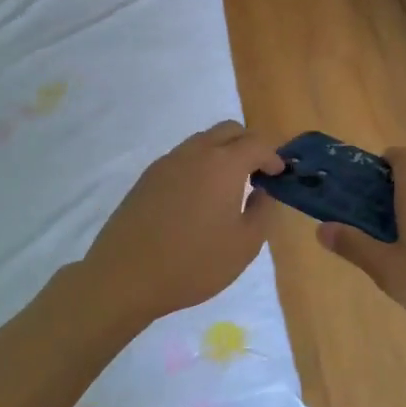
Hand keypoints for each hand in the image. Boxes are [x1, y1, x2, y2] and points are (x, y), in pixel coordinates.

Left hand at [78, 121, 285, 325]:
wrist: (126, 276)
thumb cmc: (193, 263)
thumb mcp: (244, 245)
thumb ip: (262, 212)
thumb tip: (263, 191)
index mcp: (223, 164)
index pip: (257, 143)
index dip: (273, 156)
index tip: (279, 175)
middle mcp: (195, 153)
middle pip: (229, 130)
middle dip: (248, 145)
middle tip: (256, 174)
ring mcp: (167, 162)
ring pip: (203, 141)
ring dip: (222, 153)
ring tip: (228, 188)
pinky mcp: (147, 177)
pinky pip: (182, 158)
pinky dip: (199, 165)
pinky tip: (198, 198)